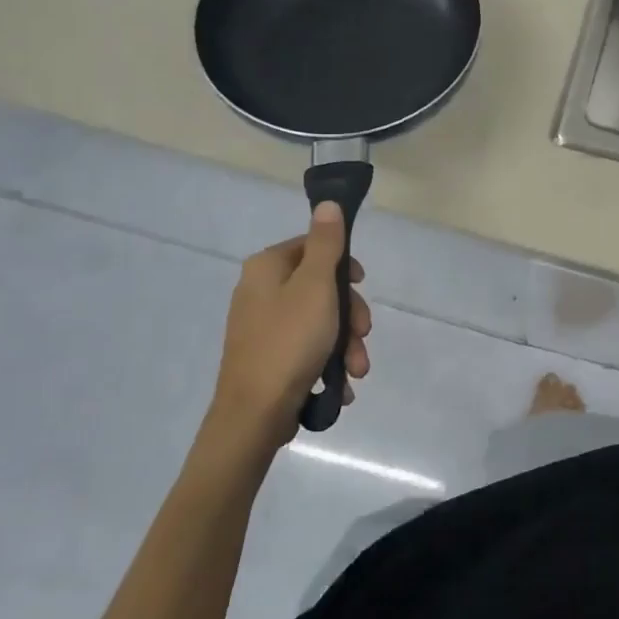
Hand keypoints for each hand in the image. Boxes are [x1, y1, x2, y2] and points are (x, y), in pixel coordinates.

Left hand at [206, 202, 370, 452]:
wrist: (254, 414)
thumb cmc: (289, 341)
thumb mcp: (316, 286)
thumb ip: (326, 244)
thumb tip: (327, 204)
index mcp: (267, 267)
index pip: (312, 247)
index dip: (342, 265)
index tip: (361, 285)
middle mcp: (260, 291)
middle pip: (319, 287)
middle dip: (349, 315)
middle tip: (363, 335)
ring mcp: (262, 327)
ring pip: (319, 321)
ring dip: (345, 344)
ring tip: (357, 370)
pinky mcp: (267, 357)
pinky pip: (306, 348)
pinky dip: (327, 362)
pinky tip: (341, 383)